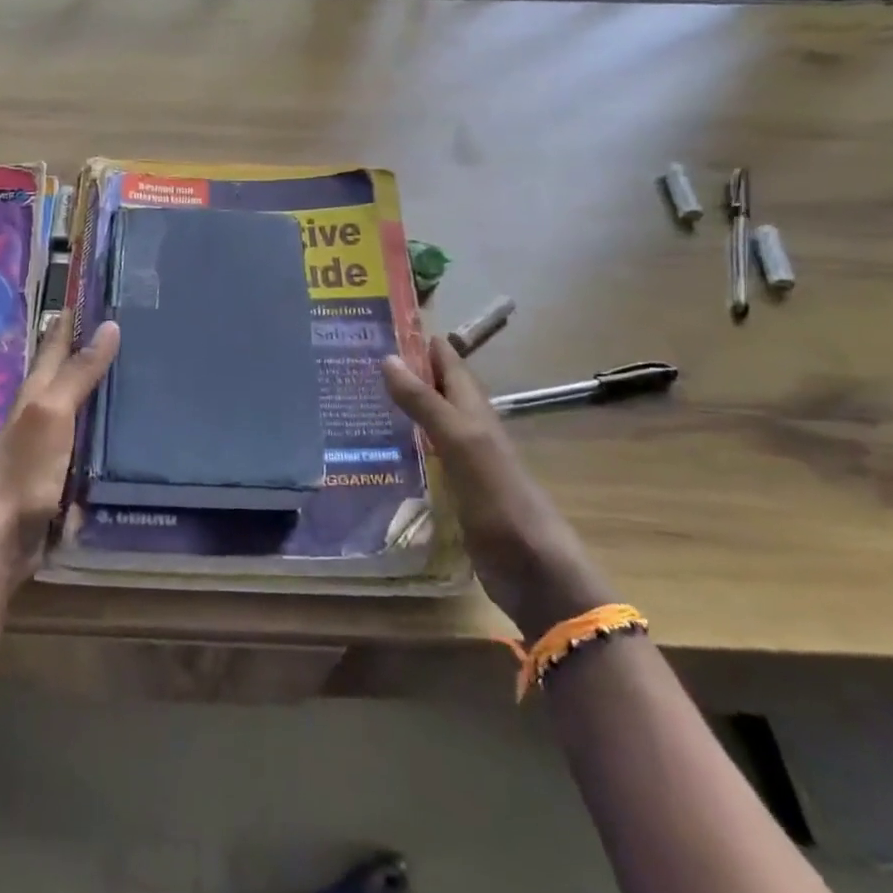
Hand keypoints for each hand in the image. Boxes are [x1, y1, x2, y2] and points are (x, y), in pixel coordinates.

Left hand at [0, 315, 120, 602]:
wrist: (2, 537)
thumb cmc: (24, 468)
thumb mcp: (51, 412)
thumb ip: (79, 372)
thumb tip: (110, 326)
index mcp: (38, 391)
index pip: (58, 342)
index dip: (74, 318)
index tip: (99, 290)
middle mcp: (46, 412)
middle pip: (73, 372)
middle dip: (97, 349)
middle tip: (136, 328)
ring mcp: (57, 444)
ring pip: (86, 407)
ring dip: (108, 390)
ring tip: (146, 373)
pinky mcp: (69, 474)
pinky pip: (96, 444)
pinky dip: (113, 432)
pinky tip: (135, 432)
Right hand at [382, 336, 610, 637]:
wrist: (536, 573)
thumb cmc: (502, 502)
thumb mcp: (463, 445)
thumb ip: (426, 404)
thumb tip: (388, 357)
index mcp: (475, 413)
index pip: (446, 363)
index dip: (421, 340)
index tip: (381, 320)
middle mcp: (469, 431)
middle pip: (436, 389)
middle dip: (405, 368)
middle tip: (357, 354)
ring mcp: (462, 464)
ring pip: (428, 421)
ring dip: (401, 404)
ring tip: (358, 393)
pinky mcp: (453, 493)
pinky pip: (423, 455)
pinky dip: (402, 442)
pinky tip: (377, 448)